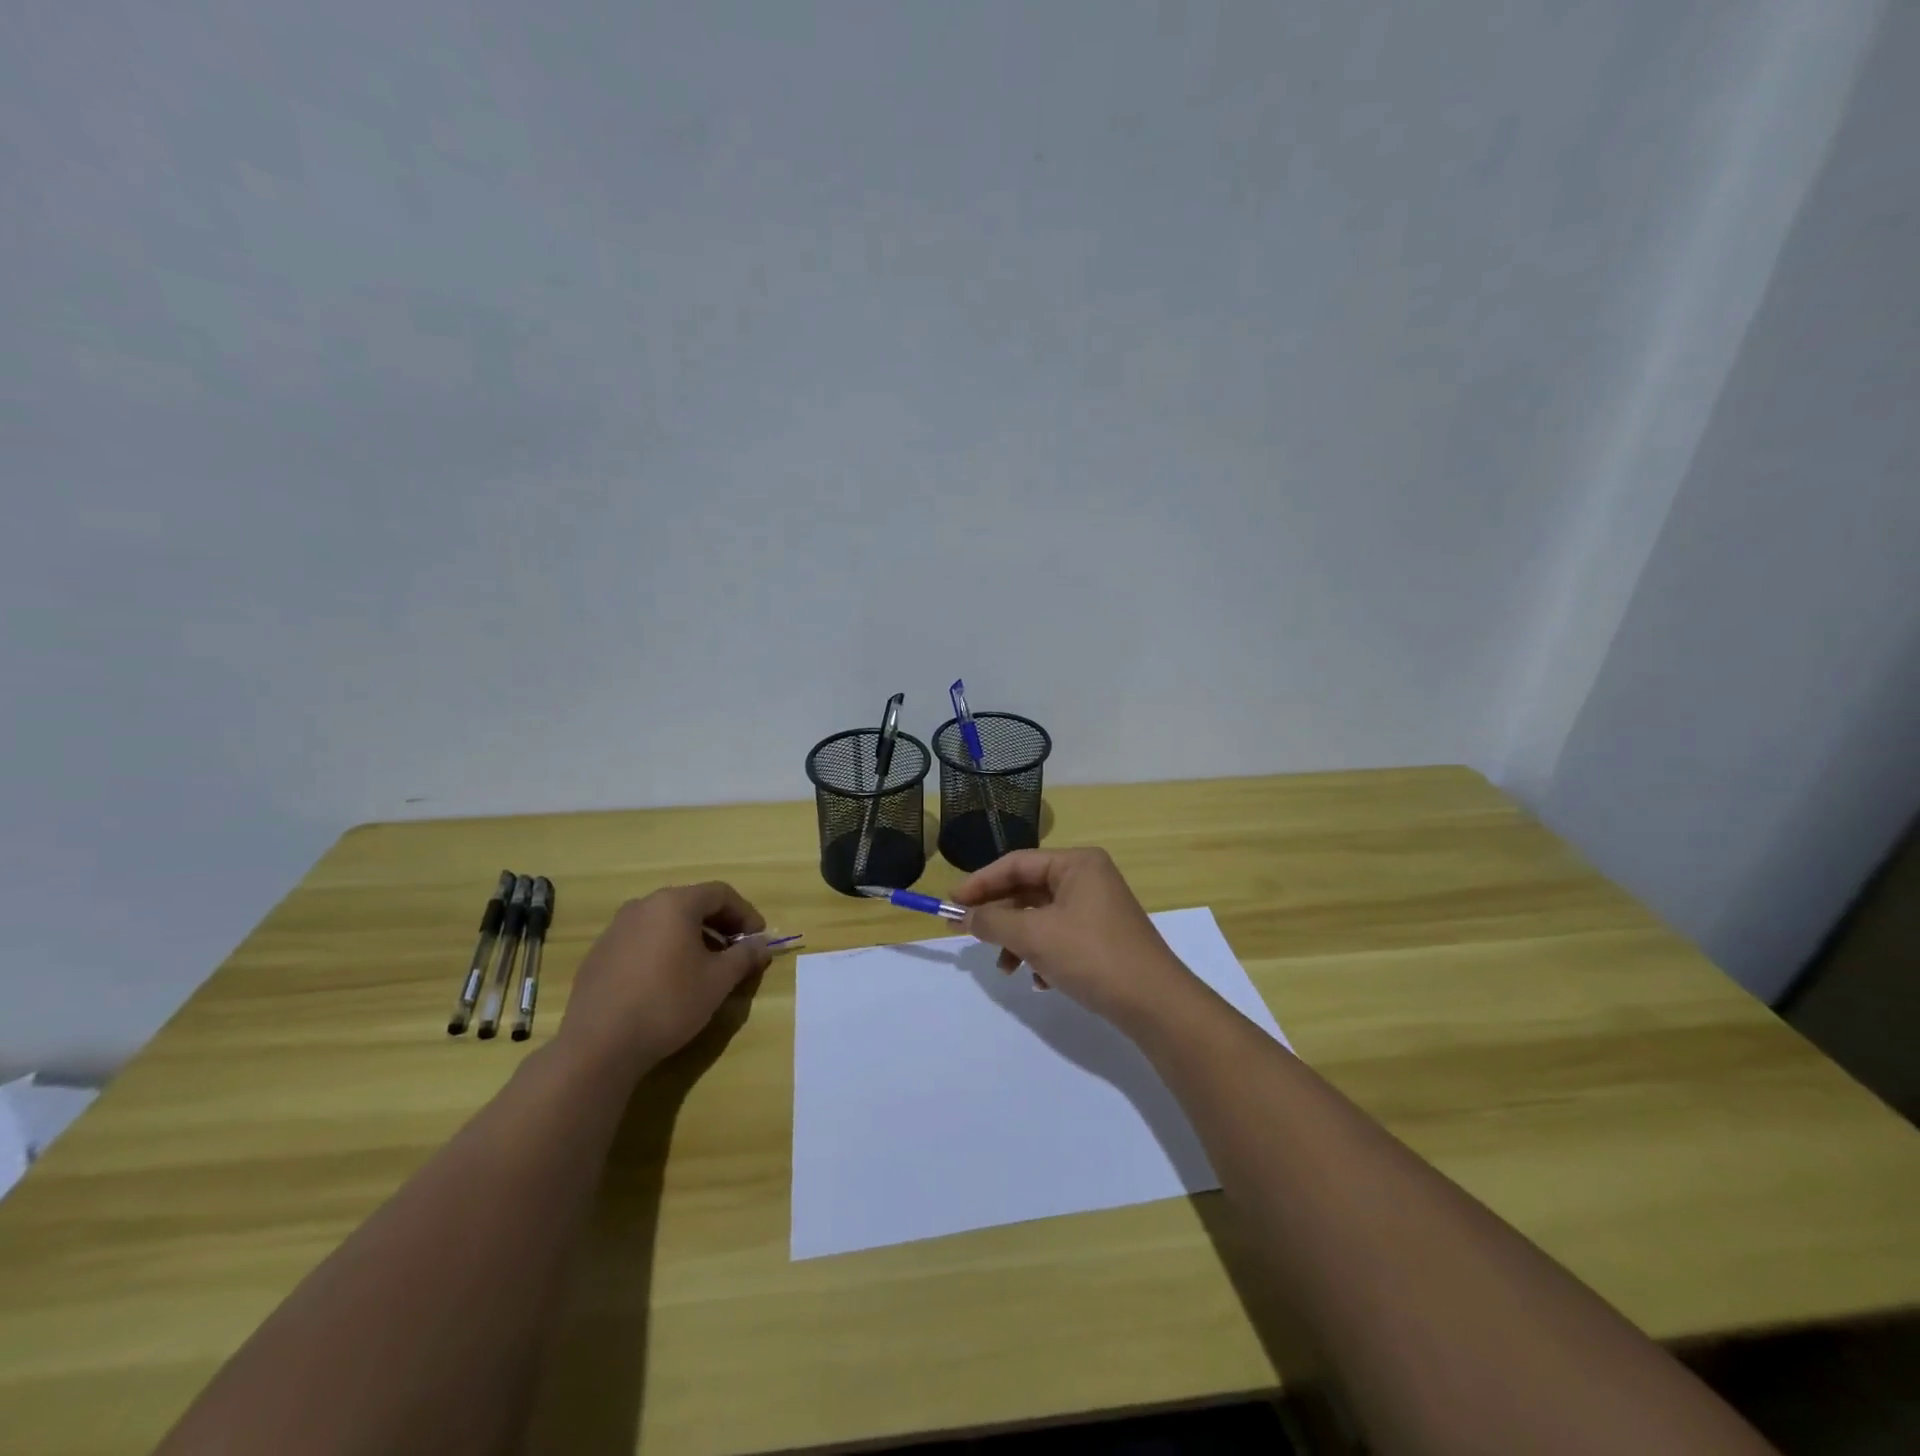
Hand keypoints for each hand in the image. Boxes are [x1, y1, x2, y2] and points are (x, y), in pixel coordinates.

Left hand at [556, 882, 771, 1081]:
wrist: (599, 1045)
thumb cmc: (668, 1003)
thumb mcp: (718, 980)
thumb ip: (745, 956)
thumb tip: (762, 944)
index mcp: (674, 903)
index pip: (720, 894)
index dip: (745, 913)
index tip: (759, 938)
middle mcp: (643, 906)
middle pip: (692, 904)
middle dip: (719, 924)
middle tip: (736, 951)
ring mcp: (616, 929)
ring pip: (665, 922)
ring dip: (692, 937)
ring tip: (705, 967)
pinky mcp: (599, 954)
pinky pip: (642, 940)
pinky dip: (664, 950)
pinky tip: (668, 980)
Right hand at [952, 848, 1198, 1027]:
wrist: (1154, 1004)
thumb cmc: (1091, 956)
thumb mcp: (1034, 935)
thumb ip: (993, 921)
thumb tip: (965, 916)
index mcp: (1077, 863)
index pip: (1016, 863)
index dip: (980, 883)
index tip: (951, 904)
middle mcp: (1088, 878)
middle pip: (1028, 890)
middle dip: (999, 917)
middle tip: (966, 934)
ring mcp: (1097, 909)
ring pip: (1041, 917)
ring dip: (1018, 940)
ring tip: (1007, 969)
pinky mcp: (1102, 938)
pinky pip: (1059, 937)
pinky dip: (1042, 954)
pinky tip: (1039, 981)